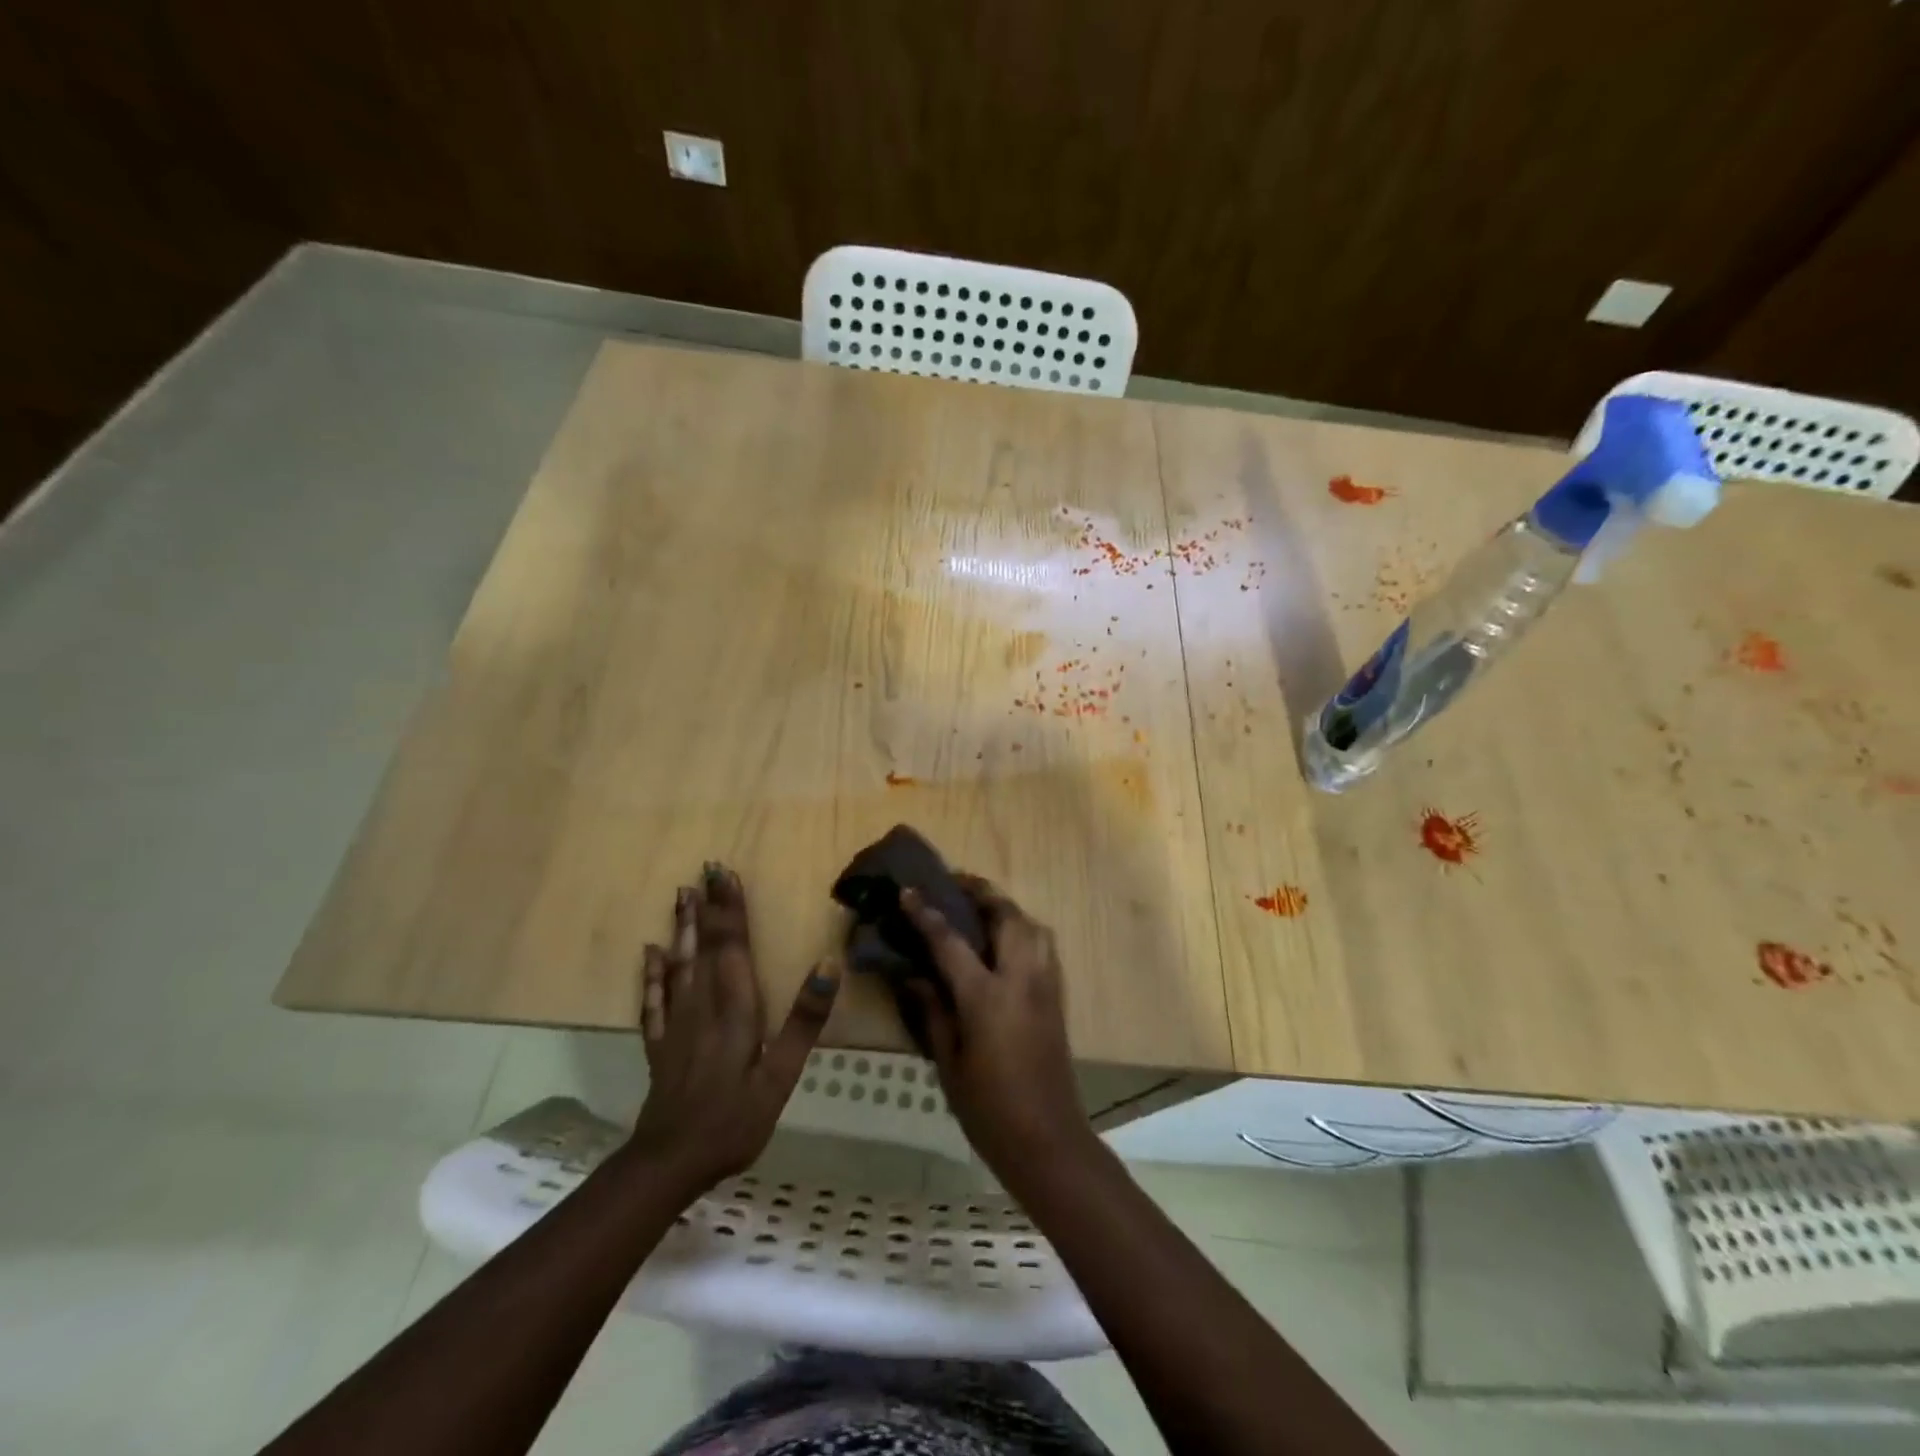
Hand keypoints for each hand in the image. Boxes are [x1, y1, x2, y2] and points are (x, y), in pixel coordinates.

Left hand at [628, 863, 839, 1194]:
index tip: (726, 874)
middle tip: (704, 870)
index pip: (733, 946)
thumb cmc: (734, 1118)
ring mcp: (676, 1024)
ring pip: (679, 964)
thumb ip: (804, 1019)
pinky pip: (653, 999)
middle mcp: (702, 1005)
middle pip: (705, 946)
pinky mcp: (659, 1044)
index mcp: (734, 1007)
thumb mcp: (780, 1074)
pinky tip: (650, 954)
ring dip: (682, 928)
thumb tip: (829, 963)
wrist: (669, 1162)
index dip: (731, 909)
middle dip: (707, 907)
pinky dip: (653, 973)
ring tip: (681, 895)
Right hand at [899, 877, 1091, 1178]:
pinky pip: (1042, 946)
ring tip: (980, 909)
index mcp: (987, 997)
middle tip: (955, 884)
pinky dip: (1023, 930)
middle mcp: (1021, 979)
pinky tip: (1004, 943)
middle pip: (1007, 915)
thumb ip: (933, 1013)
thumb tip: (913, 977)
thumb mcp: (948, 1062)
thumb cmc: (989, 1109)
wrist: (1049, 1140)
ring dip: (1006, 908)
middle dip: (981, 892)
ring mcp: (1045, 985)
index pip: (952, 941)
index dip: (927, 913)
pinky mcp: (1057, 997)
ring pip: (1032, 925)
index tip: (909, 890)